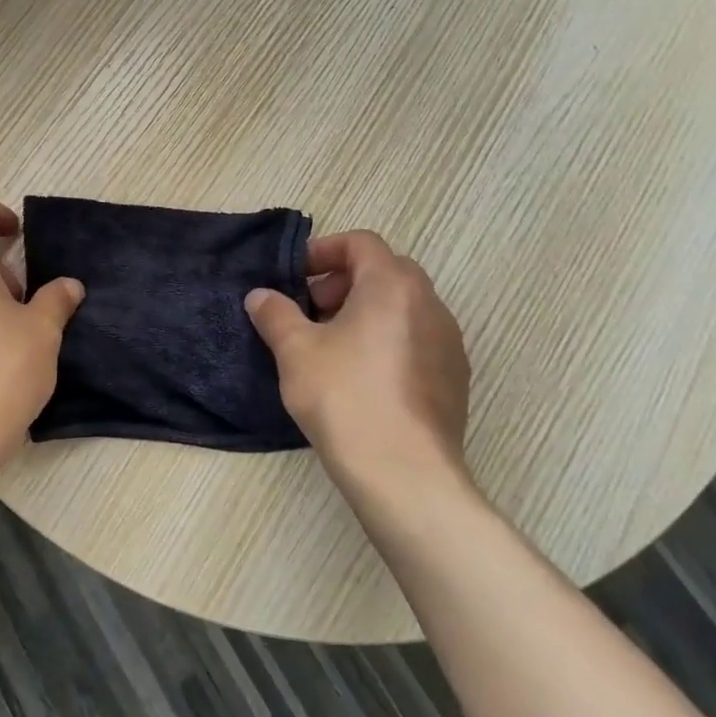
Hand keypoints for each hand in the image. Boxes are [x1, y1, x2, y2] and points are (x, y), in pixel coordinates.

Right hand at [245, 231, 470, 495]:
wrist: (404, 474)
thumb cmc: (345, 396)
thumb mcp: (295, 350)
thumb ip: (275, 313)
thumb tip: (260, 296)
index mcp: (393, 285)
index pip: (361, 242)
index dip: (323, 251)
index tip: (295, 277)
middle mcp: (430, 304)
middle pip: (384, 272)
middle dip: (342, 283)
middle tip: (310, 311)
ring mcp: (449, 343)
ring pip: (402, 308)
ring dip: (365, 313)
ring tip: (330, 346)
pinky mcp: (454, 379)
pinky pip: (416, 341)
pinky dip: (386, 342)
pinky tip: (360, 379)